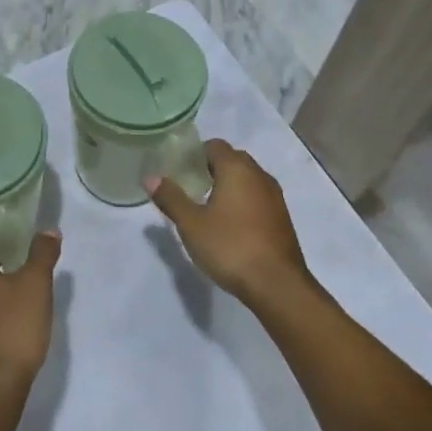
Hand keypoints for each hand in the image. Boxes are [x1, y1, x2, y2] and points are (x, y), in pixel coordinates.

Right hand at [146, 140, 307, 305]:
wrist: (277, 285)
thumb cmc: (230, 247)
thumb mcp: (191, 224)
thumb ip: (171, 198)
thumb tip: (150, 177)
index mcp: (237, 169)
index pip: (214, 145)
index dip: (195, 154)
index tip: (179, 170)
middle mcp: (259, 175)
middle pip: (232, 159)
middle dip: (210, 168)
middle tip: (189, 187)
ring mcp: (274, 196)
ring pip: (247, 178)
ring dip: (228, 185)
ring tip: (207, 206)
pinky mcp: (281, 217)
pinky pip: (257, 197)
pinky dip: (242, 201)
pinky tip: (230, 224)